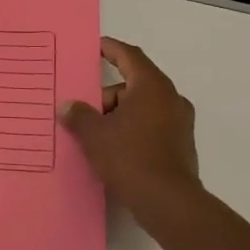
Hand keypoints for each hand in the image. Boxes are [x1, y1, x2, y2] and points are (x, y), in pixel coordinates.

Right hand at [59, 38, 203, 244]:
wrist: (168, 203)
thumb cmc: (130, 158)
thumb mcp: (95, 135)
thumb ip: (79, 115)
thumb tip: (67, 106)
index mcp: (151, 86)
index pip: (129, 56)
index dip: (110, 49)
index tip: (94, 46)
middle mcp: (171, 98)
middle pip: (133, 84)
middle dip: (106, 94)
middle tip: (83, 111)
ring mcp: (179, 122)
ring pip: (142, 106)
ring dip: (118, 114)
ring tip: (95, 134)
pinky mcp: (181, 144)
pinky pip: (151, 125)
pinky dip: (132, 128)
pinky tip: (114, 148)